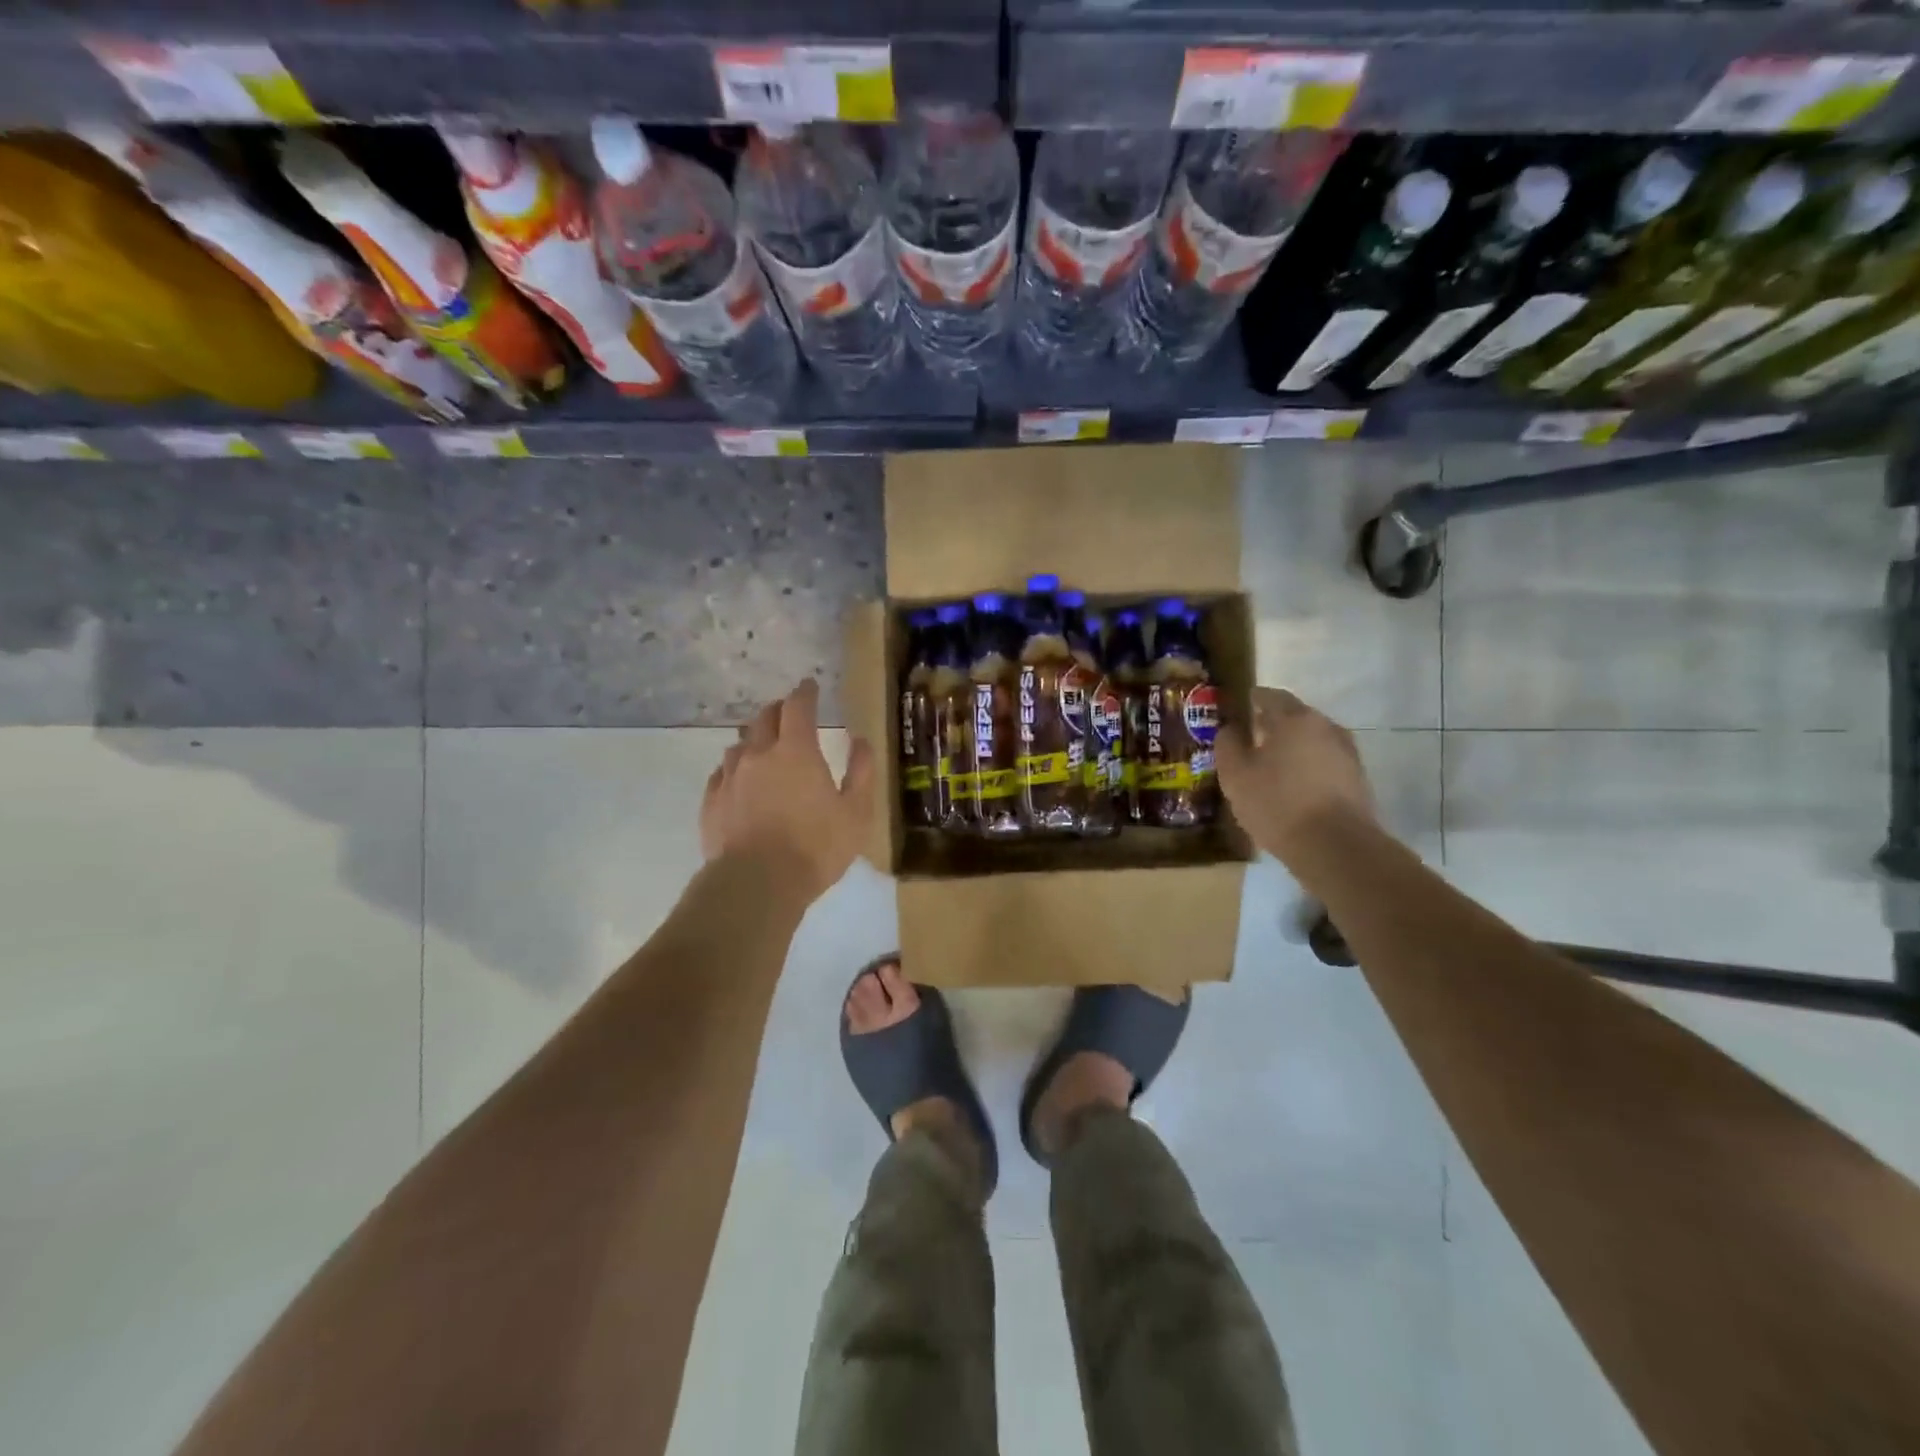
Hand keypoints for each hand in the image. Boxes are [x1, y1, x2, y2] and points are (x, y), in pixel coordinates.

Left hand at [701, 678, 875, 902]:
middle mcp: (758, 755)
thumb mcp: (856, 813)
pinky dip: (734, 768)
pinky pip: (721, 774)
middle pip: (764, 719)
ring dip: (754, 739)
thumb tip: (860, 741)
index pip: (798, 707)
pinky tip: (739, 780)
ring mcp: (730, 778)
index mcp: (796, 752)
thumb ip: (860, 772)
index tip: (810, 686)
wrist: (756, 884)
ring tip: (763, 748)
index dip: (805, 693)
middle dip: (778, 710)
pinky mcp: (711, 803)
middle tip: (789, 714)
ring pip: (739, 745)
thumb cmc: (816, 848)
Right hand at [1216, 688, 1374, 862]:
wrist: (1335, 847)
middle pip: (1296, 717)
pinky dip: (1308, 767)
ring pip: (1313, 740)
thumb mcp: (1235, 775)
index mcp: (1294, 719)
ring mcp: (1347, 753)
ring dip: (1293, 747)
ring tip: (1272, 765)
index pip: (1271, 696)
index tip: (1240, 707)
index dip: (1253, 699)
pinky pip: (1325, 763)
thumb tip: (1230, 729)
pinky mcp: (1357, 780)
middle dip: (1274, 724)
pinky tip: (1294, 786)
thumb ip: (1228, 745)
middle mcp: (1326, 727)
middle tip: (1252, 737)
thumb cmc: (1277, 803)